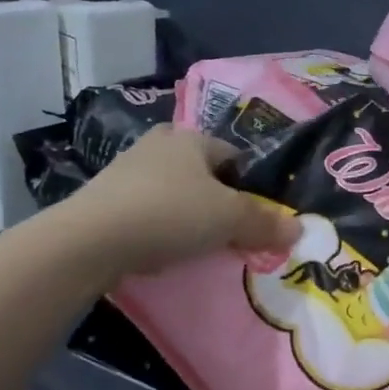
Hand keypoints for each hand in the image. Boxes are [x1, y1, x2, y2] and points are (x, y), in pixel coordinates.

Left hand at [53, 125, 298, 277]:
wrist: (90, 240)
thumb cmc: (170, 214)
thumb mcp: (229, 219)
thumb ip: (265, 223)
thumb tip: (298, 229)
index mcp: (191, 138)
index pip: (234, 155)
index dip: (249, 185)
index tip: (255, 216)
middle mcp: (158, 144)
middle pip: (202, 173)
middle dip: (216, 199)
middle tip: (228, 230)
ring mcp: (126, 170)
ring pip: (173, 192)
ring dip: (186, 214)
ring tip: (196, 245)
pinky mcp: (103, 200)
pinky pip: (146, 211)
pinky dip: (158, 228)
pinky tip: (161, 251)